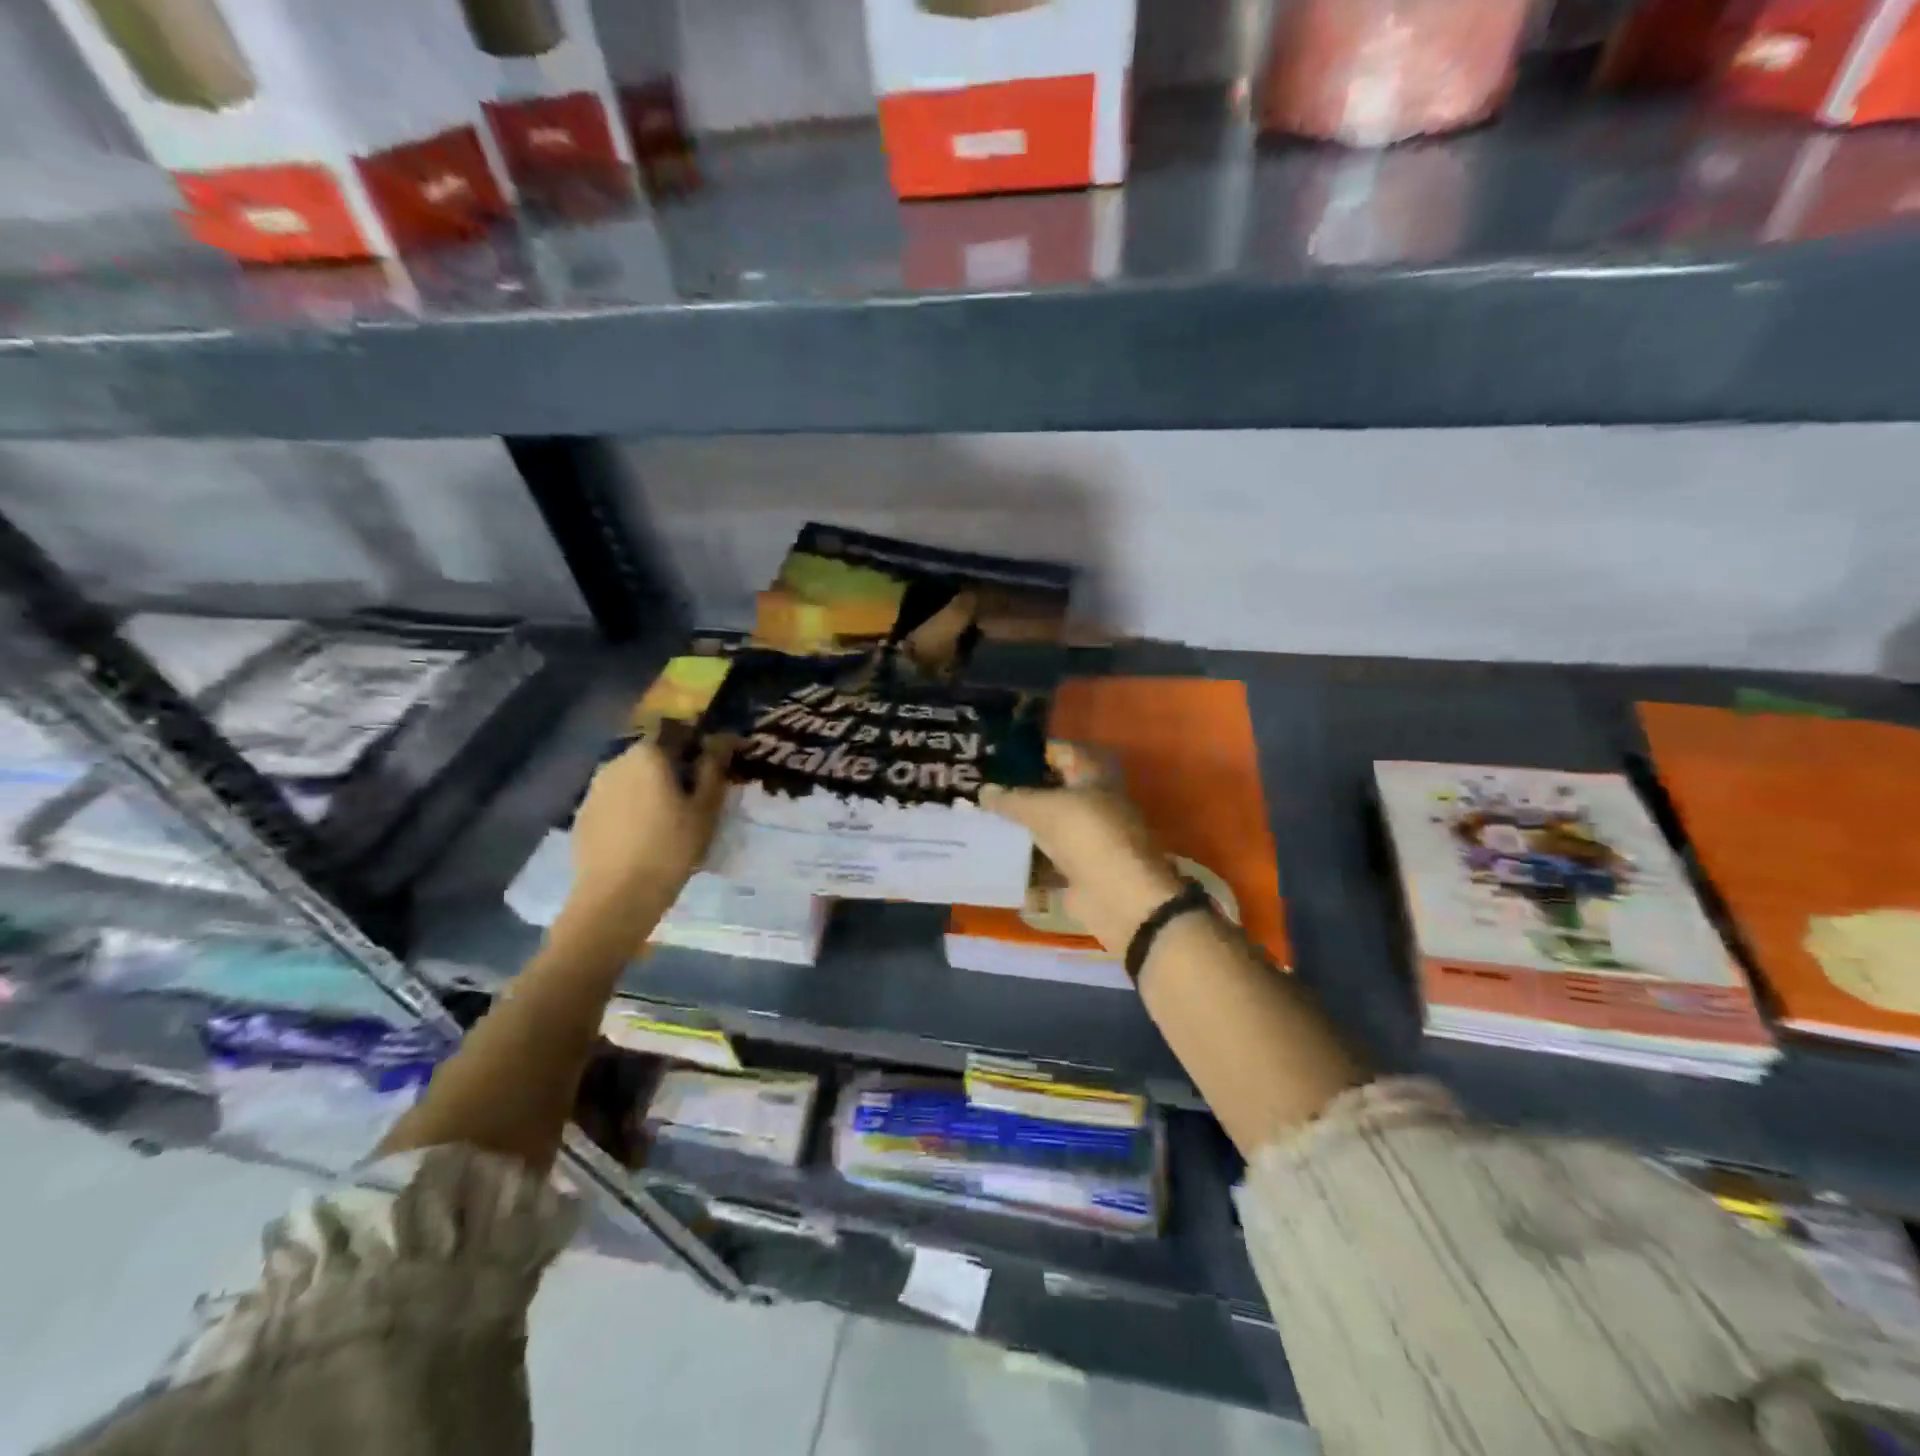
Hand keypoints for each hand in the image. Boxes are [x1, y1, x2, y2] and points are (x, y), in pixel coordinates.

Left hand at [568, 737, 732, 916]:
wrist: (615, 897)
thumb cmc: (670, 848)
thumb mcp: (705, 809)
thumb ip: (713, 768)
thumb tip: (722, 739)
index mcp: (649, 753)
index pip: (679, 732)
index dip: (700, 745)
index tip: (715, 765)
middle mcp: (617, 761)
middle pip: (653, 754)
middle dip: (674, 766)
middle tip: (694, 794)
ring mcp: (594, 788)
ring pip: (632, 777)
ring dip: (651, 787)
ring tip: (668, 817)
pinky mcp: (583, 814)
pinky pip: (615, 800)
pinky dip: (631, 807)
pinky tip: (642, 833)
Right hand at [981, 742, 1183, 955]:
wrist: (1119, 898)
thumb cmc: (1087, 836)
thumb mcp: (1042, 809)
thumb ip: (1011, 799)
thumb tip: (983, 790)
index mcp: (1096, 779)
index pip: (1066, 753)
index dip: (1038, 751)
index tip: (1005, 754)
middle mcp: (1096, 805)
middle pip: (1057, 792)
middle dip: (1026, 791)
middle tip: (987, 789)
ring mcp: (1090, 841)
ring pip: (1052, 827)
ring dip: (1026, 827)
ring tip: (986, 821)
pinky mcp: (1082, 873)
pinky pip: (1049, 862)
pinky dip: (1029, 863)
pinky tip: (1000, 859)